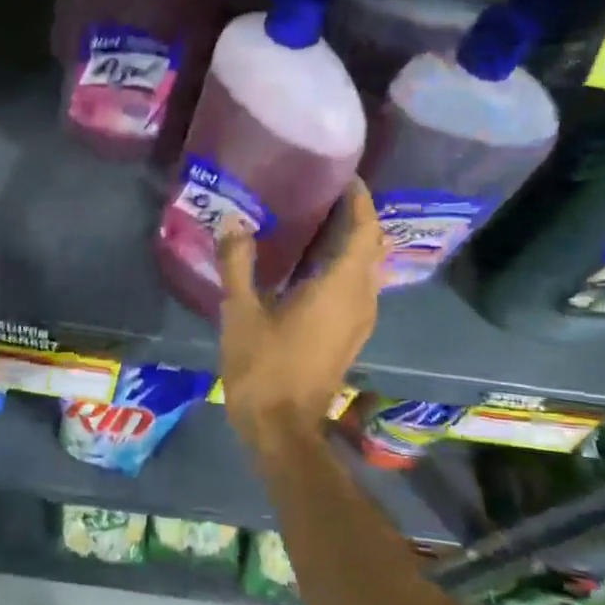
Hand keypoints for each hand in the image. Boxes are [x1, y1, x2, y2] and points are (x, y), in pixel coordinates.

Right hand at [217, 181, 384, 454]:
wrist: (282, 428)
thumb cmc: (263, 367)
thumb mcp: (240, 312)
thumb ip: (237, 264)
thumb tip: (233, 223)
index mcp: (340, 288)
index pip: (364, 231)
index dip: (359, 201)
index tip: (344, 177)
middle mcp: (360, 300)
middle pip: (371, 247)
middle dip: (356, 217)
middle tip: (325, 194)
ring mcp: (359, 321)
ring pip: (366, 268)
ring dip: (351, 242)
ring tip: (317, 221)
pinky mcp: (350, 335)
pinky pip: (357, 287)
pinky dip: (344, 266)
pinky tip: (311, 264)